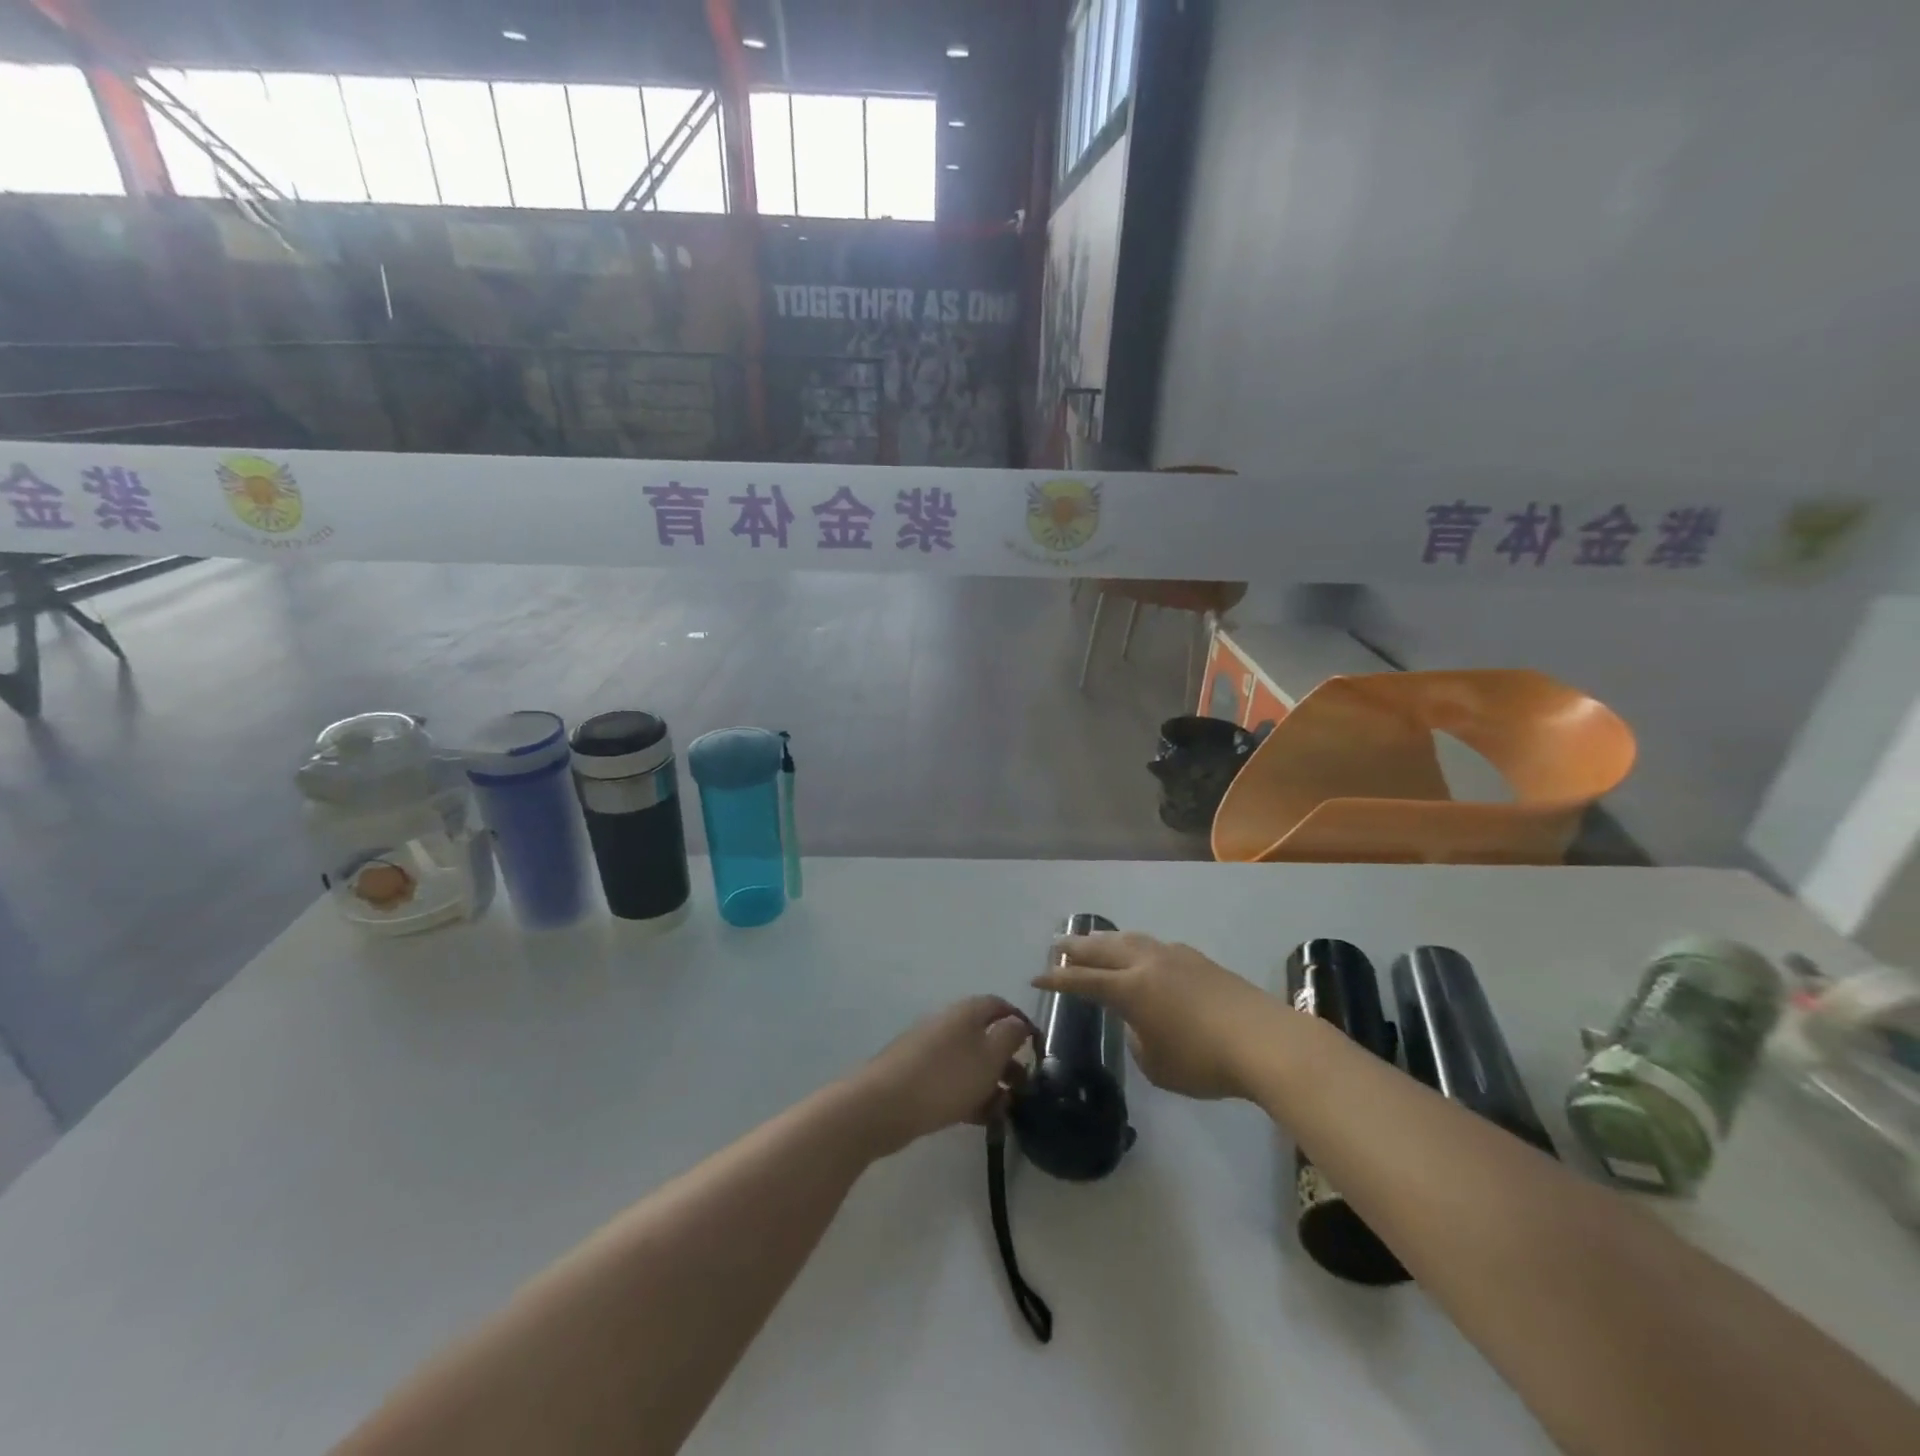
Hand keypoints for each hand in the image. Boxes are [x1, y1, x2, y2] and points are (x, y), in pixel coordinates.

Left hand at [850, 997, 1033, 1156]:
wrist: (883, 1106)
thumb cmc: (946, 1078)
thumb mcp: (989, 1056)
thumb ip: (1010, 1037)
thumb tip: (1019, 1023)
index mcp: (967, 1011)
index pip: (1000, 1006)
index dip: (1021, 1024)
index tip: (1037, 1051)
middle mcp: (948, 1023)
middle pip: (985, 1036)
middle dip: (1007, 1062)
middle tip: (1024, 1090)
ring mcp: (930, 1050)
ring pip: (970, 1062)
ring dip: (990, 1084)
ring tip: (1004, 1112)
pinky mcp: (917, 1076)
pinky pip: (952, 1080)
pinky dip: (969, 1096)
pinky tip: (980, 1120)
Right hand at [1034, 932, 1278, 1099]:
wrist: (1265, 1041)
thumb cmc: (1204, 1061)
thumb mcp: (1158, 1066)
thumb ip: (1139, 1041)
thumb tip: (1141, 1025)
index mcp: (1130, 988)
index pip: (1083, 980)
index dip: (1057, 979)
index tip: (1036, 976)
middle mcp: (1147, 964)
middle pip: (1103, 949)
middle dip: (1077, 947)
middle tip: (1058, 944)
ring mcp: (1175, 957)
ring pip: (1131, 940)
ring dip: (1107, 940)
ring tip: (1095, 940)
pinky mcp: (1199, 960)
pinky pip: (1156, 946)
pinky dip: (1137, 947)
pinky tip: (1143, 953)